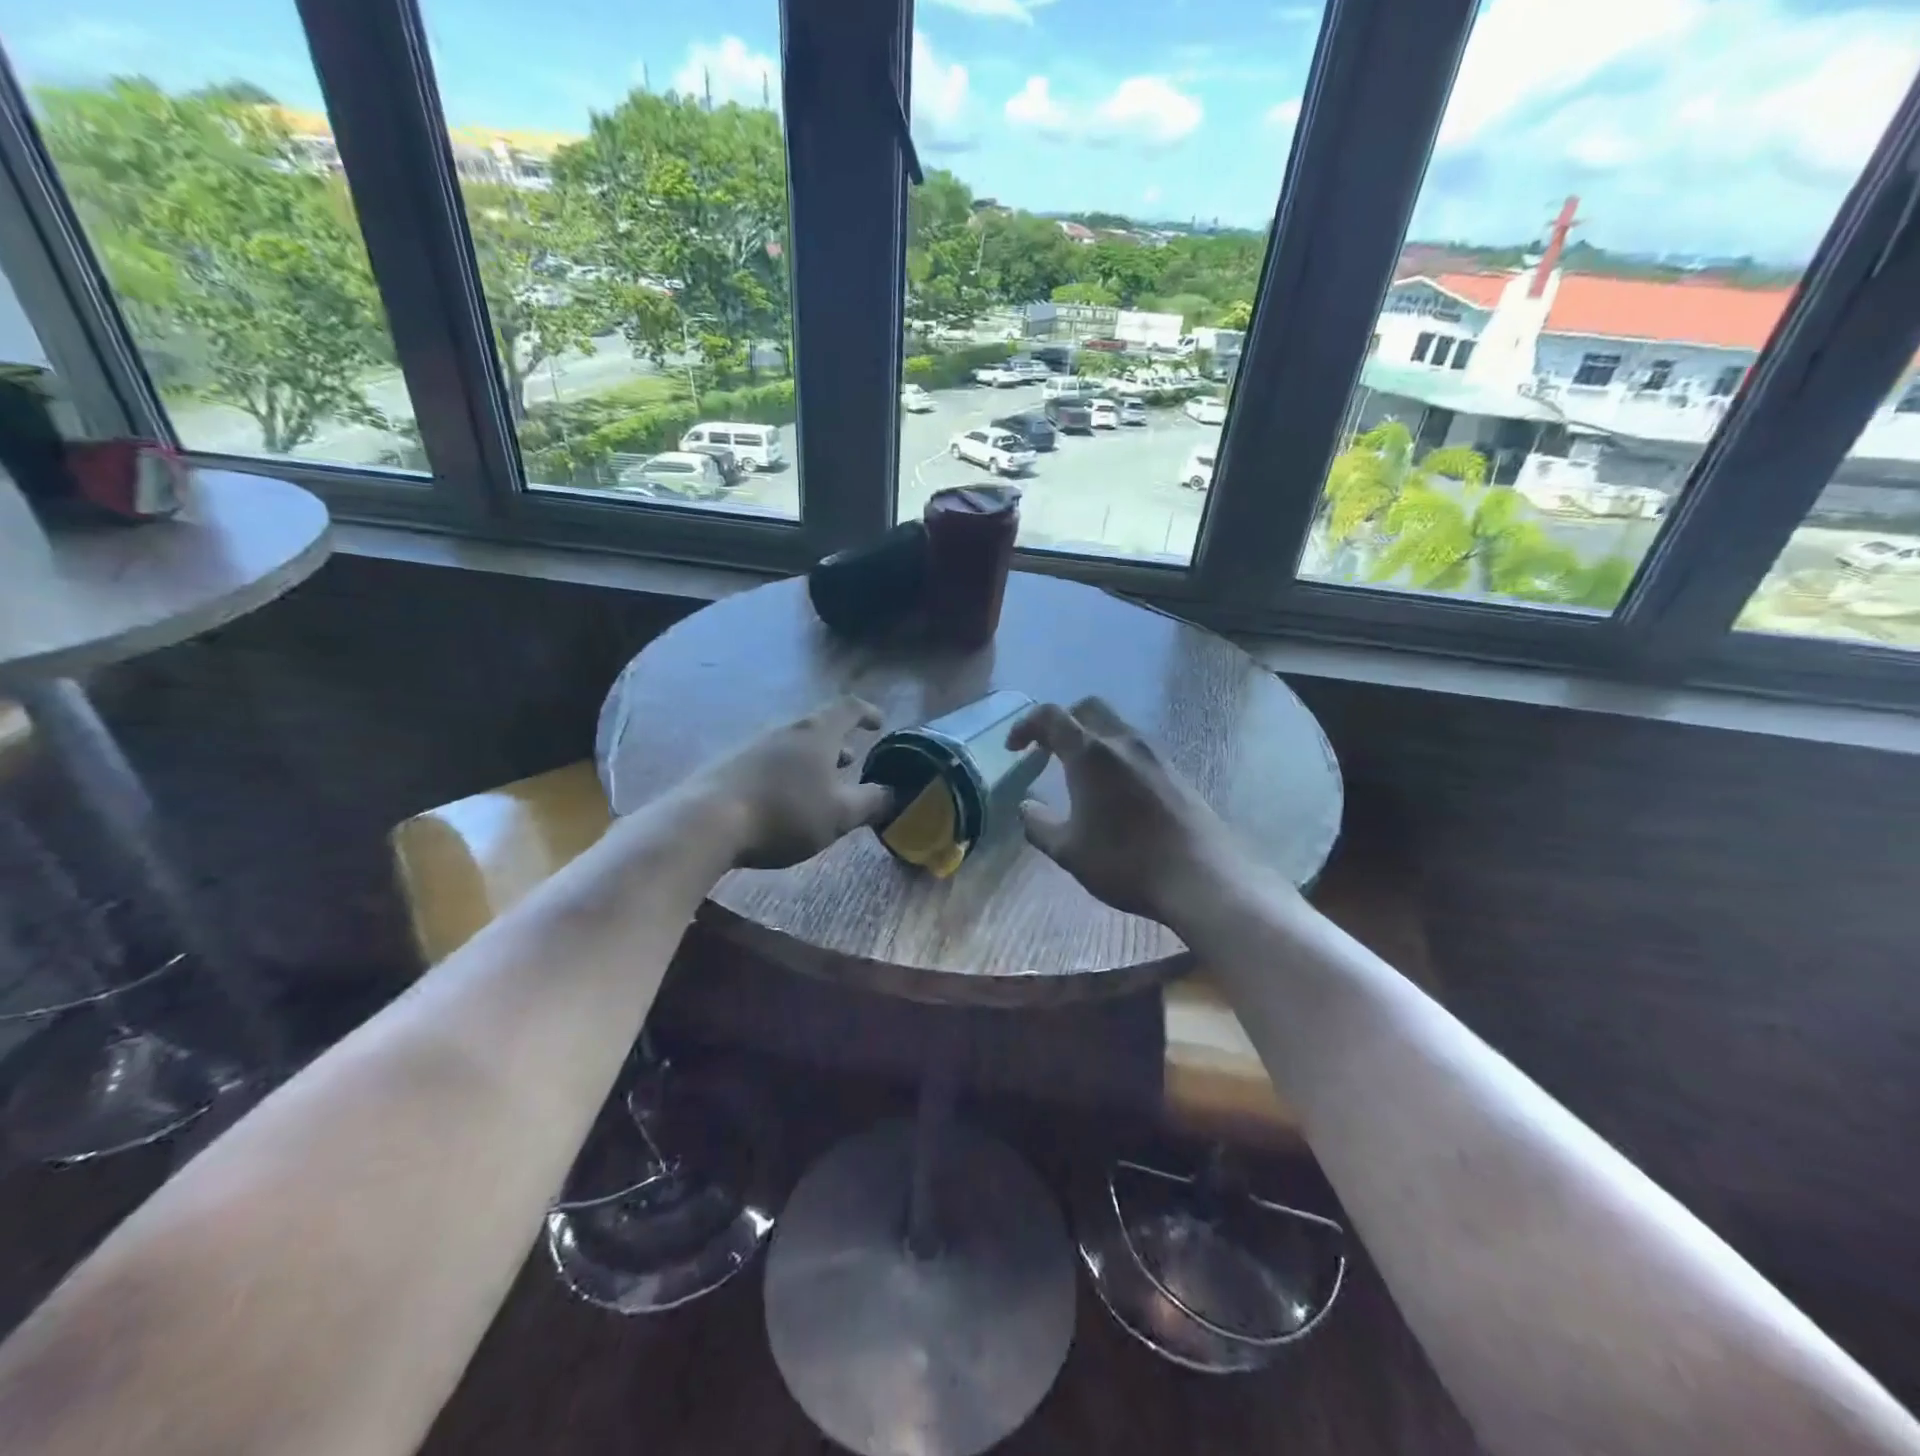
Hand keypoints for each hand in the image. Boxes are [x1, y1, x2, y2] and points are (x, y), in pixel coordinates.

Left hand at [690, 697, 893, 868]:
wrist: (705, 822)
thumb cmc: (785, 813)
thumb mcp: (840, 814)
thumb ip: (871, 802)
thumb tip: (892, 792)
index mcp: (816, 733)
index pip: (848, 708)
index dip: (867, 712)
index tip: (879, 723)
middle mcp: (784, 729)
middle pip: (817, 727)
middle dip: (838, 743)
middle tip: (851, 762)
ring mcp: (752, 745)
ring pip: (792, 745)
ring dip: (811, 761)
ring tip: (820, 785)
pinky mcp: (727, 765)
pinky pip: (768, 761)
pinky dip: (786, 773)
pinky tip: (782, 800)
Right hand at [1007, 697, 1237, 925]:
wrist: (1200, 877)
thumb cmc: (1125, 862)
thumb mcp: (1068, 851)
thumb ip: (1039, 824)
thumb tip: (1026, 807)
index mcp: (1090, 754)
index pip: (1051, 716)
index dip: (1026, 725)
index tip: (1014, 748)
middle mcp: (1123, 742)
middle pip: (1087, 708)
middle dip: (1061, 722)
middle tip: (1046, 750)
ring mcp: (1154, 754)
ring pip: (1115, 726)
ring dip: (1090, 737)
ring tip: (1077, 772)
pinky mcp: (1175, 771)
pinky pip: (1136, 747)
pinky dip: (1114, 754)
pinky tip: (1113, 790)